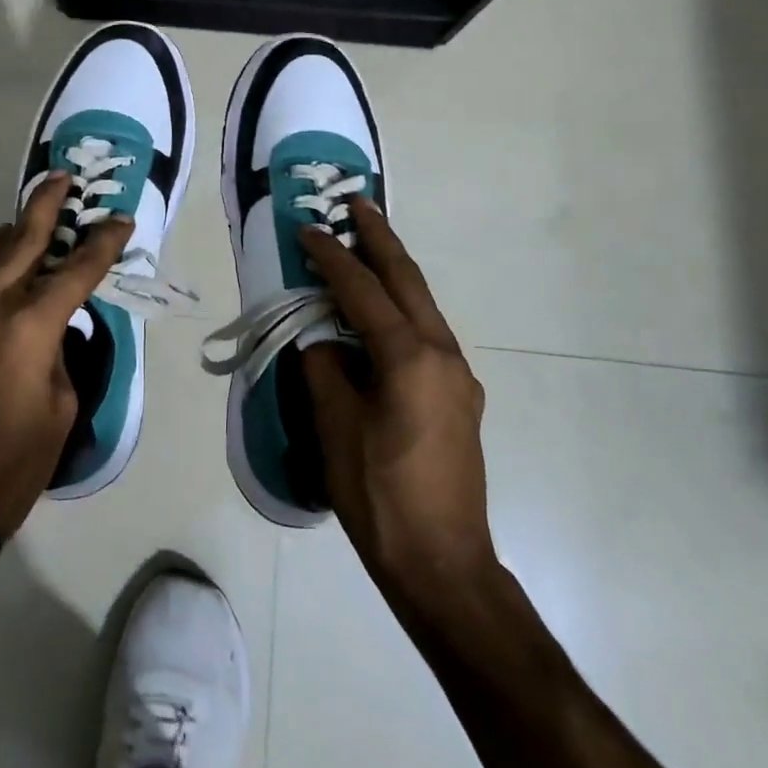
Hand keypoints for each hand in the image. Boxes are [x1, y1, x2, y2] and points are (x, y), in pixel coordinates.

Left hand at [0, 174, 132, 542]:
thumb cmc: (12, 466)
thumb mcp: (60, 408)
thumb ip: (60, 355)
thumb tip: (54, 331)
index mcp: (29, 328)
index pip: (76, 271)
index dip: (103, 242)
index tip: (121, 219)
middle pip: (21, 240)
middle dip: (45, 205)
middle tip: (63, 177)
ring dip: (14, 230)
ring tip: (34, 216)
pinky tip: (9, 269)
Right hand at [298, 200, 497, 619]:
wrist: (444, 565)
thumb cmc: (379, 495)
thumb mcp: (335, 427)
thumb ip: (324, 368)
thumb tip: (319, 337)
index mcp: (410, 357)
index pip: (362, 291)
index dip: (331, 258)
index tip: (307, 230)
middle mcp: (443, 354)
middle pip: (407, 281)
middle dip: (380, 238)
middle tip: (357, 202)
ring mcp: (458, 376)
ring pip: (422, 305)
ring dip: (393, 271)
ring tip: (366, 246)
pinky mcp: (460, 397)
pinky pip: (426, 334)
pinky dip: (401, 308)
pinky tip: (382, 314)